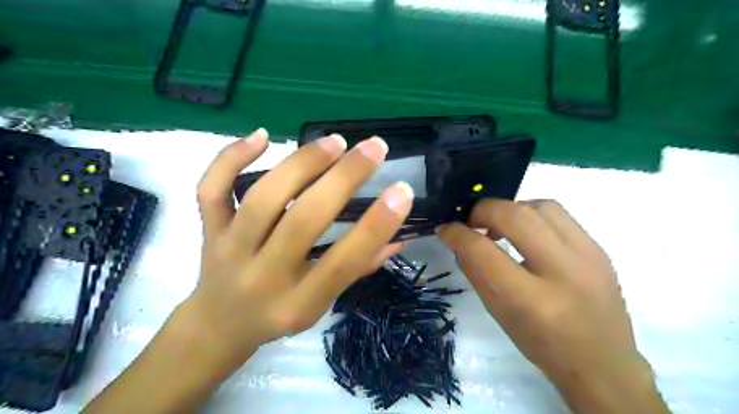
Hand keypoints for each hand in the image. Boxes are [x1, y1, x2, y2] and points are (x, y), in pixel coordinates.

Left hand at [181, 127, 412, 371]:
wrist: (217, 326)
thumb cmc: (279, 315)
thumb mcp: (321, 306)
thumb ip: (358, 269)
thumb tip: (399, 237)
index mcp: (298, 303)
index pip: (343, 262)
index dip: (376, 226)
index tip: (402, 191)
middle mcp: (263, 276)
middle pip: (302, 221)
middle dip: (343, 179)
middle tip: (374, 148)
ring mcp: (229, 249)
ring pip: (262, 199)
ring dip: (302, 164)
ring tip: (335, 142)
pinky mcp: (209, 230)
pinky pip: (211, 189)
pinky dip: (231, 157)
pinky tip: (262, 136)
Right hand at [434, 199, 673, 411]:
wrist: (602, 362)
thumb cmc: (541, 344)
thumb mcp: (498, 314)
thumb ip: (475, 272)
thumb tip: (458, 239)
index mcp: (530, 300)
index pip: (482, 251)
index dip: (457, 234)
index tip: (446, 229)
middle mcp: (563, 272)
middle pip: (514, 216)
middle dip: (482, 211)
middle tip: (471, 222)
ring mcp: (588, 256)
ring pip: (540, 206)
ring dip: (510, 209)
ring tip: (500, 225)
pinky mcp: (599, 248)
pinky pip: (559, 214)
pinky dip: (532, 214)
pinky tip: (526, 231)